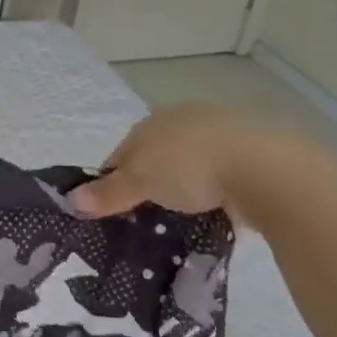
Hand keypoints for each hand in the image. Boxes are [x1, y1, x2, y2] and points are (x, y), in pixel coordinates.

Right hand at [69, 102, 263, 217]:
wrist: (267, 168)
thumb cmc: (190, 167)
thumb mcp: (140, 182)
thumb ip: (108, 192)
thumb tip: (70, 200)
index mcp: (153, 121)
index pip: (122, 152)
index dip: (114, 180)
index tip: (114, 209)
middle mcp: (184, 119)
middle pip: (156, 155)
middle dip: (150, 182)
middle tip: (148, 216)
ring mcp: (221, 133)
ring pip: (191, 163)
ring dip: (186, 187)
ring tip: (185, 217)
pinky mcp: (254, 153)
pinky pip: (223, 175)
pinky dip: (217, 191)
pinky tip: (218, 210)